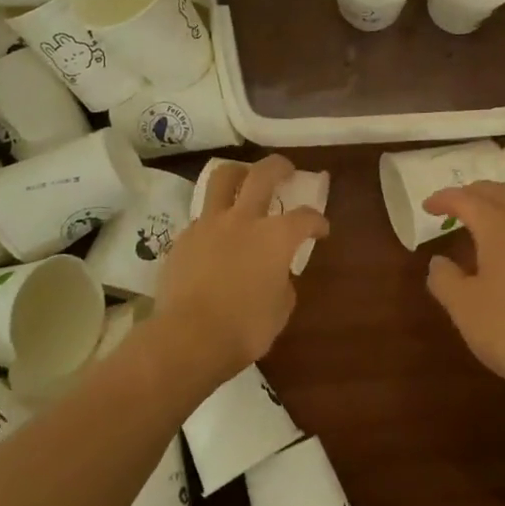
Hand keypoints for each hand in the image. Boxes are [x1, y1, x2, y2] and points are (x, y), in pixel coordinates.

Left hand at [155, 155, 328, 387]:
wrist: (188, 338)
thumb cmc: (245, 328)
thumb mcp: (280, 309)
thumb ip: (282, 283)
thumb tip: (276, 274)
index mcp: (276, 237)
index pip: (305, 217)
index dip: (317, 221)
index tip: (321, 230)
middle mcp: (244, 220)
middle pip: (262, 174)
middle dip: (279, 167)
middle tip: (286, 170)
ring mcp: (209, 225)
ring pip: (222, 179)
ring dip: (238, 173)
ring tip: (243, 179)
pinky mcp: (183, 238)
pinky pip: (201, 218)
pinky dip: (214, 220)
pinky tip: (215, 237)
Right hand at [422, 181, 504, 399]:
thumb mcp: (463, 307)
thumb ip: (444, 278)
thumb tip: (439, 261)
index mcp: (500, 227)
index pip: (467, 200)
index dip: (444, 199)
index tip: (427, 207)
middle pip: (499, 192)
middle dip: (474, 193)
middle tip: (453, 206)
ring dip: (498, 203)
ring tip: (481, 220)